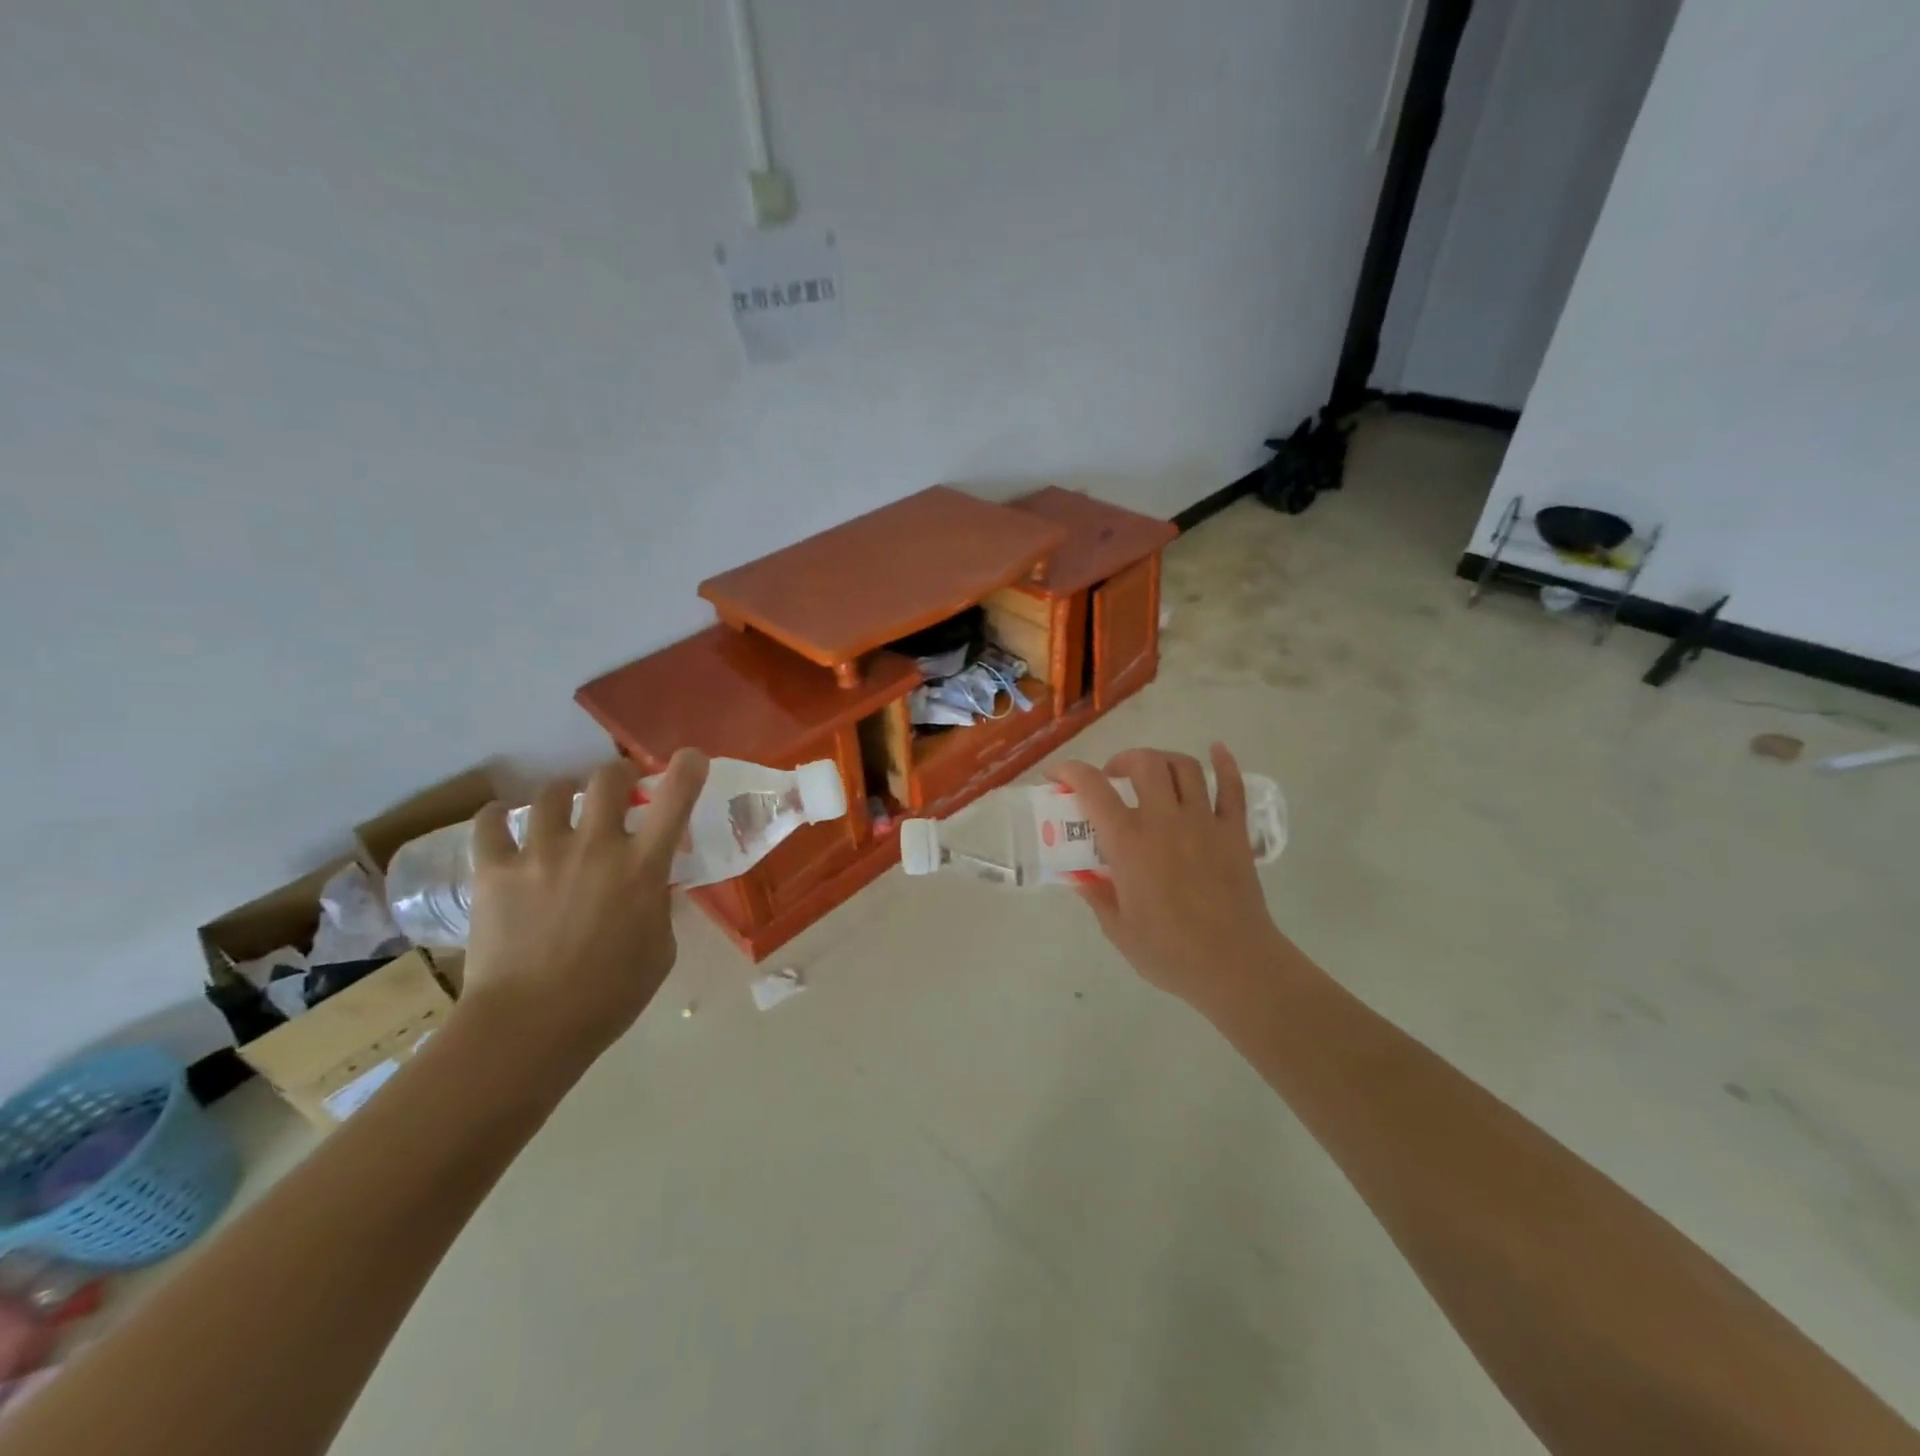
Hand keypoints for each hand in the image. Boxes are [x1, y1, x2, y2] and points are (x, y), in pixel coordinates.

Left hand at [459, 751, 707, 1060]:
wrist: (530, 1027)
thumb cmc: (610, 996)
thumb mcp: (660, 949)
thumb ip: (658, 907)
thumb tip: (650, 889)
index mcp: (642, 866)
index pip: (675, 799)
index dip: (687, 769)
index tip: (689, 758)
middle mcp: (595, 846)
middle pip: (608, 779)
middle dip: (619, 776)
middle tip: (619, 790)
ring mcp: (541, 854)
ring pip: (552, 793)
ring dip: (563, 795)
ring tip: (561, 809)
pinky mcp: (494, 871)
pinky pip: (490, 824)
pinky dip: (498, 817)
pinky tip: (503, 821)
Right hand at [1053, 744, 1287, 1009]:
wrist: (1234, 967)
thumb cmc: (1169, 953)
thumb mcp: (1118, 929)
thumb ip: (1096, 895)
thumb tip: (1079, 877)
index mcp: (1129, 843)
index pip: (1092, 789)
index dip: (1069, 772)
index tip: (1057, 776)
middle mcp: (1165, 821)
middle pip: (1144, 763)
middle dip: (1122, 760)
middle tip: (1114, 778)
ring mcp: (1204, 823)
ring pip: (1185, 767)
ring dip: (1163, 760)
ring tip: (1153, 773)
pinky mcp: (1235, 833)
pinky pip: (1232, 787)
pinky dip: (1225, 764)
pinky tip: (1217, 750)